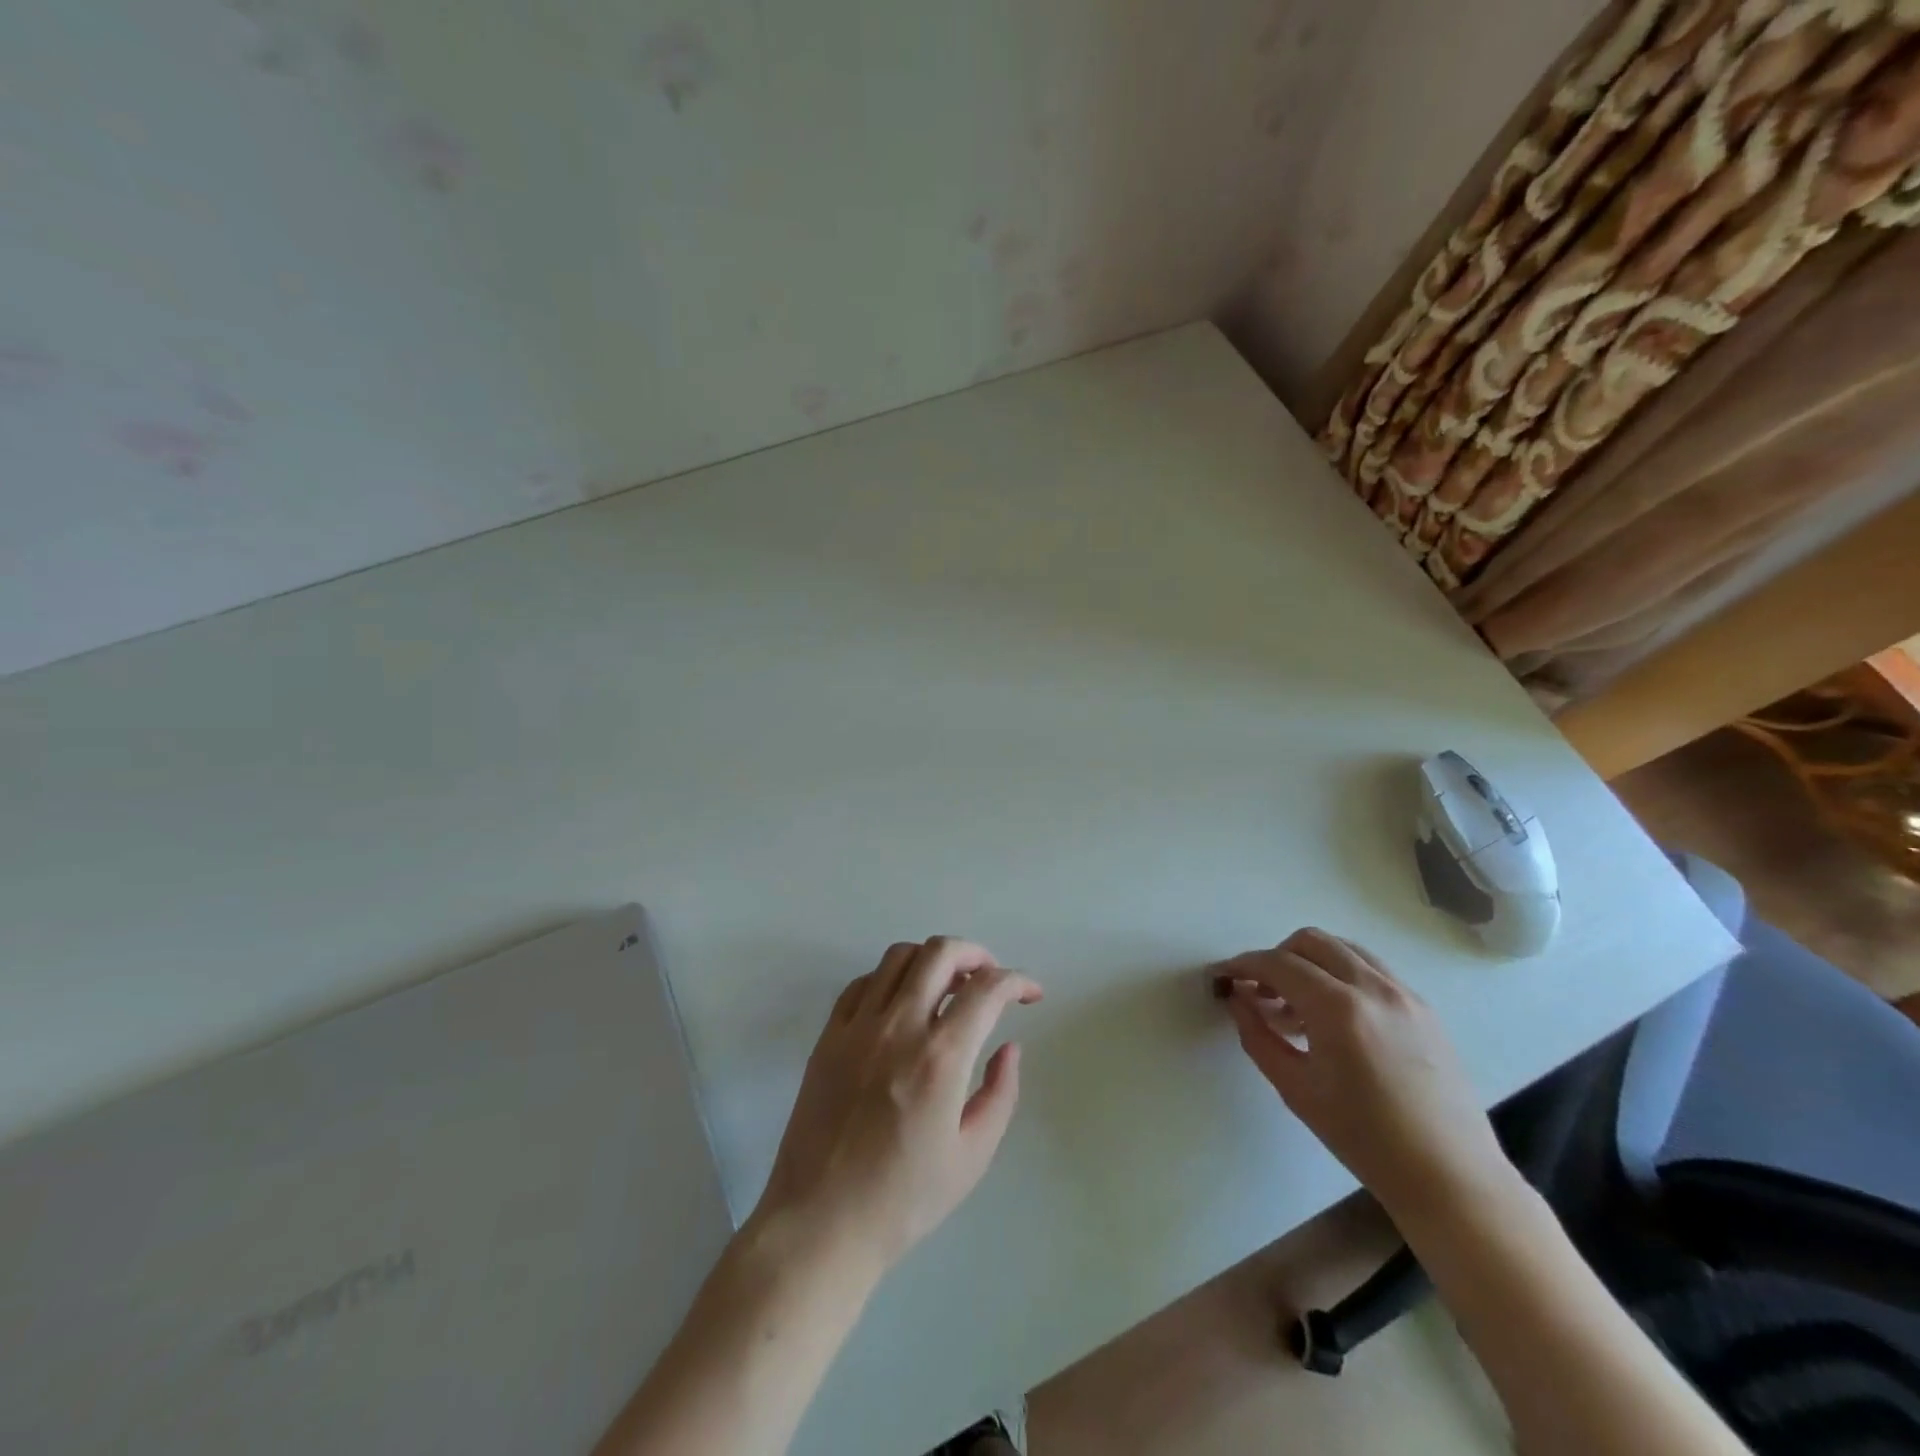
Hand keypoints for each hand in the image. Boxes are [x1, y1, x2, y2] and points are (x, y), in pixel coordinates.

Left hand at [754, 938, 1042, 1270]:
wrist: (820, 1223)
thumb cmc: (903, 1199)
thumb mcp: (972, 1156)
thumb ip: (1000, 1093)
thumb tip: (1010, 1046)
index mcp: (940, 1058)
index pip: (987, 990)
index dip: (1017, 981)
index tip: (1030, 994)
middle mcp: (899, 1027)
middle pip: (940, 952)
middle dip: (975, 954)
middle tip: (989, 977)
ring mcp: (858, 1027)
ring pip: (899, 956)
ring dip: (932, 960)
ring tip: (947, 986)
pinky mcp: (828, 1035)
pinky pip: (862, 983)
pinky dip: (890, 979)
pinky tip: (901, 1004)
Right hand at [1217, 928, 1514, 1219]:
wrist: (1450, 1177)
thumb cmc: (1365, 1139)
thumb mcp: (1296, 1089)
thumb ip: (1258, 1036)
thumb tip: (1238, 1000)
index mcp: (1338, 1008)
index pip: (1278, 964)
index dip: (1243, 965)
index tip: (1223, 976)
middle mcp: (1373, 987)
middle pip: (1311, 942)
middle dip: (1276, 957)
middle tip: (1260, 992)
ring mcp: (1404, 994)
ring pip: (1344, 949)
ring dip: (1310, 963)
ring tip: (1296, 1005)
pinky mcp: (1424, 1008)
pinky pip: (1371, 970)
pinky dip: (1341, 976)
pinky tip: (1334, 1018)